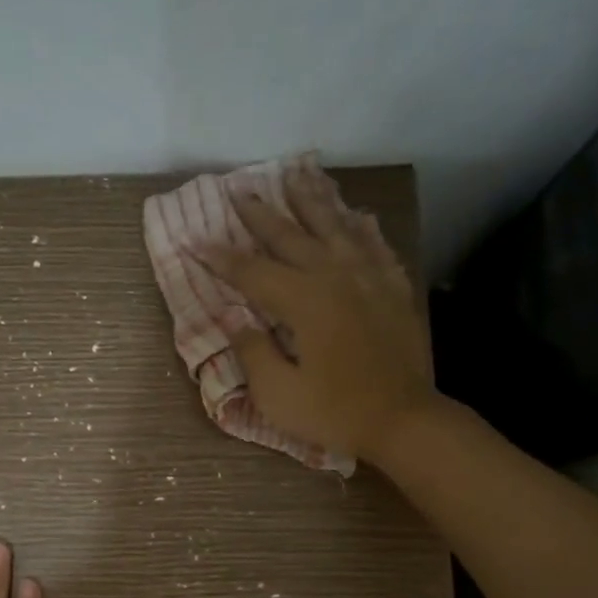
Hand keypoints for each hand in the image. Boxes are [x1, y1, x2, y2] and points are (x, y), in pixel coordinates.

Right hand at [210, 161, 434, 462]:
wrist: (404, 421)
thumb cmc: (334, 412)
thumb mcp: (278, 393)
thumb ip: (252, 350)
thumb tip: (231, 315)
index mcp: (303, 301)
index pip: (251, 272)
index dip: (219, 257)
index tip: (192, 240)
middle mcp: (335, 277)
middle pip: (291, 236)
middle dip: (261, 214)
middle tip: (239, 192)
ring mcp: (369, 278)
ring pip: (336, 227)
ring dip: (312, 201)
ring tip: (296, 176)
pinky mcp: (393, 289)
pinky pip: (374, 245)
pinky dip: (360, 226)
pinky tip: (354, 215)